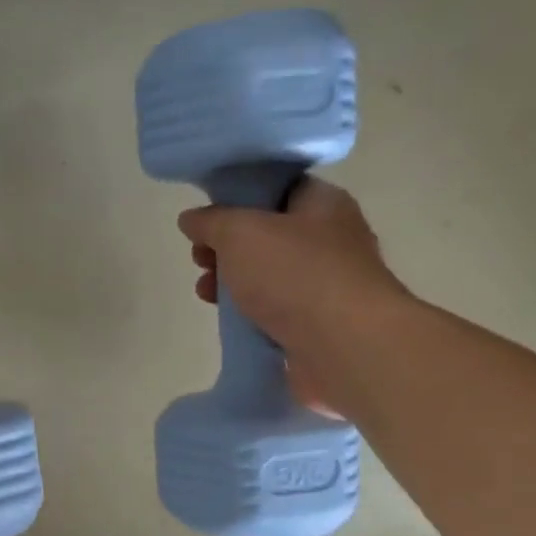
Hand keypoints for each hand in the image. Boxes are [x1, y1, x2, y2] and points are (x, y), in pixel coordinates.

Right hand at [177, 178, 408, 415]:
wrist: (344, 347)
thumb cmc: (294, 275)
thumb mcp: (240, 233)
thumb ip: (211, 222)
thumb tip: (191, 219)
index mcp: (322, 204)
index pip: (278, 188)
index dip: (238, 198)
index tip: (206, 217)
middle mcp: (330, 239)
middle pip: (267, 234)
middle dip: (227, 246)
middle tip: (200, 258)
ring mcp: (326, 284)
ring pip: (268, 275)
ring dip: (232, 281)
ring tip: (204, 292)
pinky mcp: (318, 324)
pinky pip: (275, 310)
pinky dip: (250, 312)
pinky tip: (228, 319)